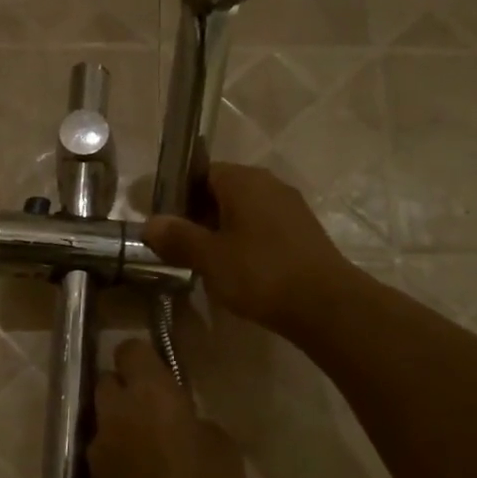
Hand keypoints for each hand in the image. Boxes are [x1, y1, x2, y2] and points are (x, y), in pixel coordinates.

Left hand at [88, 339, 246, 477]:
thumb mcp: (224, 453)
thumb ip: (199, 425)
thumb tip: (186, 425)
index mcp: (150, 393)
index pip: (131, 349)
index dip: (145, 358)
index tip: (163, 375)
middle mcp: (116, 411)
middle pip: (108, 381)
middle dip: (127, 389)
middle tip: (155, 412)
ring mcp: (98, 448)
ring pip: (103, 420)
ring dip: (121, 426)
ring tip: (150, 451)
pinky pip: (103, 456)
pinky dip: (118, 460)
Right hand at [142, 163, 356, 335]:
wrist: (326, 304)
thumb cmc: (260, 273)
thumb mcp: (209, 257)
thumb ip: (178, 237)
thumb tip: (150, 223)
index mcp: (244, 180)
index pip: (201, 173)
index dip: (178, 196)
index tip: (163, 224)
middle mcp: (269, 184)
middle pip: (222, 191)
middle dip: (198, 216)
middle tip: (179, 247)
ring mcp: (290, 207)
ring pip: (244, 212)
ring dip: (221, 232)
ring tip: (205, 263)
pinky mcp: (303, 232)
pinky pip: (263, 228)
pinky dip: (245, 243)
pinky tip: (238, 271)